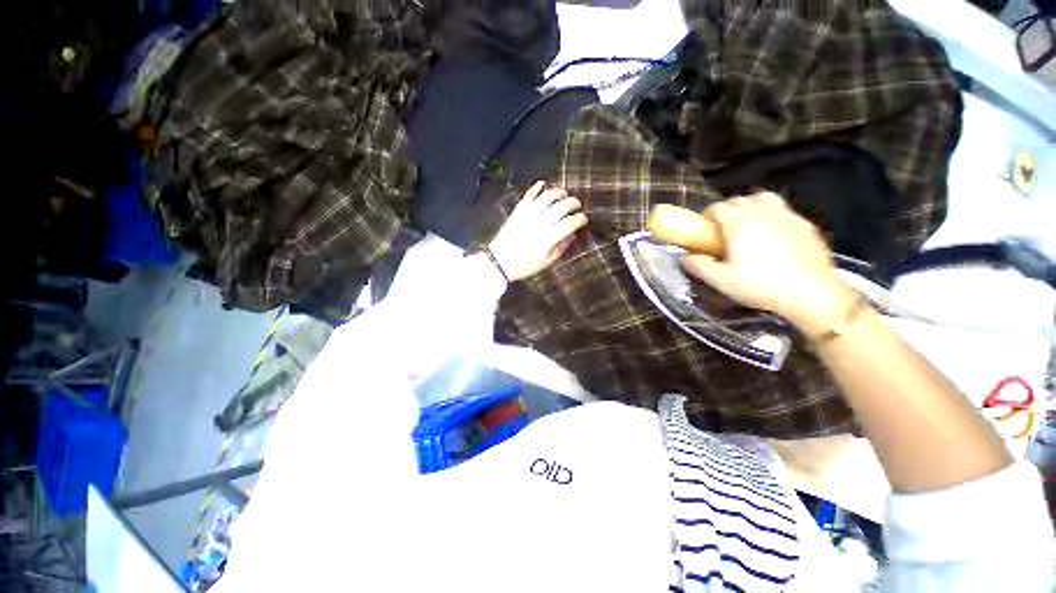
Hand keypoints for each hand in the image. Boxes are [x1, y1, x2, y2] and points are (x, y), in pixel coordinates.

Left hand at [488, 181, 588, 281]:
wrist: (500, 261)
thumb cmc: (525, 265)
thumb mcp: (547, 262)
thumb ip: (561, 247)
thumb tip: (572, 235)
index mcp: (550, 237)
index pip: (571, 222)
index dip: (580, 219)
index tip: (584, 220)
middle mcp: (542, 221)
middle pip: (563, 205)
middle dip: (574, 203)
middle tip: (577, 206)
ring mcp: (529, 213)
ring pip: (548, 196)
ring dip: (559, 192)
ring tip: (564, 194)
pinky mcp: (519, 210)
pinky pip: (530, 194)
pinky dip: (537, 187)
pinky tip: (543, 184)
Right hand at [680, 192, 855, 332]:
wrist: (811, 293)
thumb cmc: (760, 286)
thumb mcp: (720, 280)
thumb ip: (698, 266)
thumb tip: (684, 257)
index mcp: (739, 223)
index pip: (718, 207)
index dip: (707, 214)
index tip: (702, 227)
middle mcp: (762, 212)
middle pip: (740, 199)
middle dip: (727, 209)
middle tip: (722, 228)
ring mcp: (786, 215)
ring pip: (764, 198)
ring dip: (750, 205)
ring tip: (748, 223)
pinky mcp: (805, 224)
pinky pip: (783, 210)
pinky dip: (771, 215)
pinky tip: (772, 234)